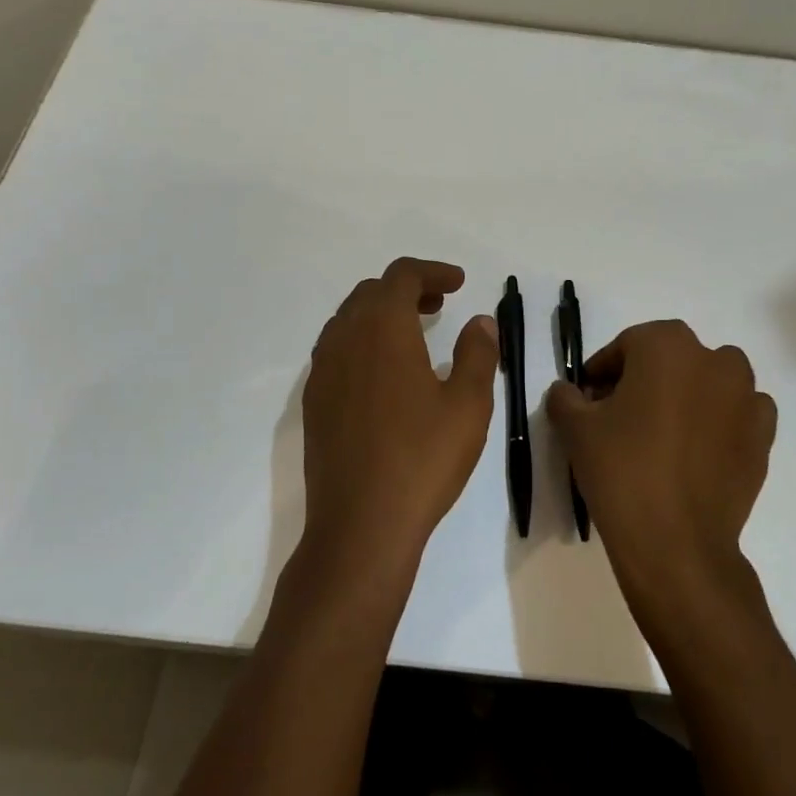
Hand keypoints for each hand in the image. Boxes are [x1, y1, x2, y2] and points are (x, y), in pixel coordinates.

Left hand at [300, 258, 499, 583]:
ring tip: (414, 333)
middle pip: (372, 292)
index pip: (402, 276)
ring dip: (382, 314)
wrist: (360, 524)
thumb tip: (480, 322)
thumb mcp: (467, 405)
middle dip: (407, 289)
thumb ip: (477, 354)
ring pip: (349, 319)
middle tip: (440, 304)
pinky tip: (386, 373)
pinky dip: (363, 341)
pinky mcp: (314, 401)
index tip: (459, 283)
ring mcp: (323, 371)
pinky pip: (336, 349)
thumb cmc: (422, 459)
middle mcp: (345, 339)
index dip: (433, 271)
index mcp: (382, 329)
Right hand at [546, 321, 775, 620]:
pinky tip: (698, 450)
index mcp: (666, 345)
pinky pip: (739, 413)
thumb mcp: (576, 429)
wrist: (676, 543)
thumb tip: (568, 392)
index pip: (627, 346)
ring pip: (711, 380)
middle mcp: (713, 359)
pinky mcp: (763, 436)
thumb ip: (566, 397)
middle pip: (671, 358)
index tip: (589, 400)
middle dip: (645, 379)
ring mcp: (745, 397)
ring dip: (689, 394)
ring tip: (664, 433)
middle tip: (621, 416)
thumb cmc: (622, 471)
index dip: (604, 371)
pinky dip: (721, 421)